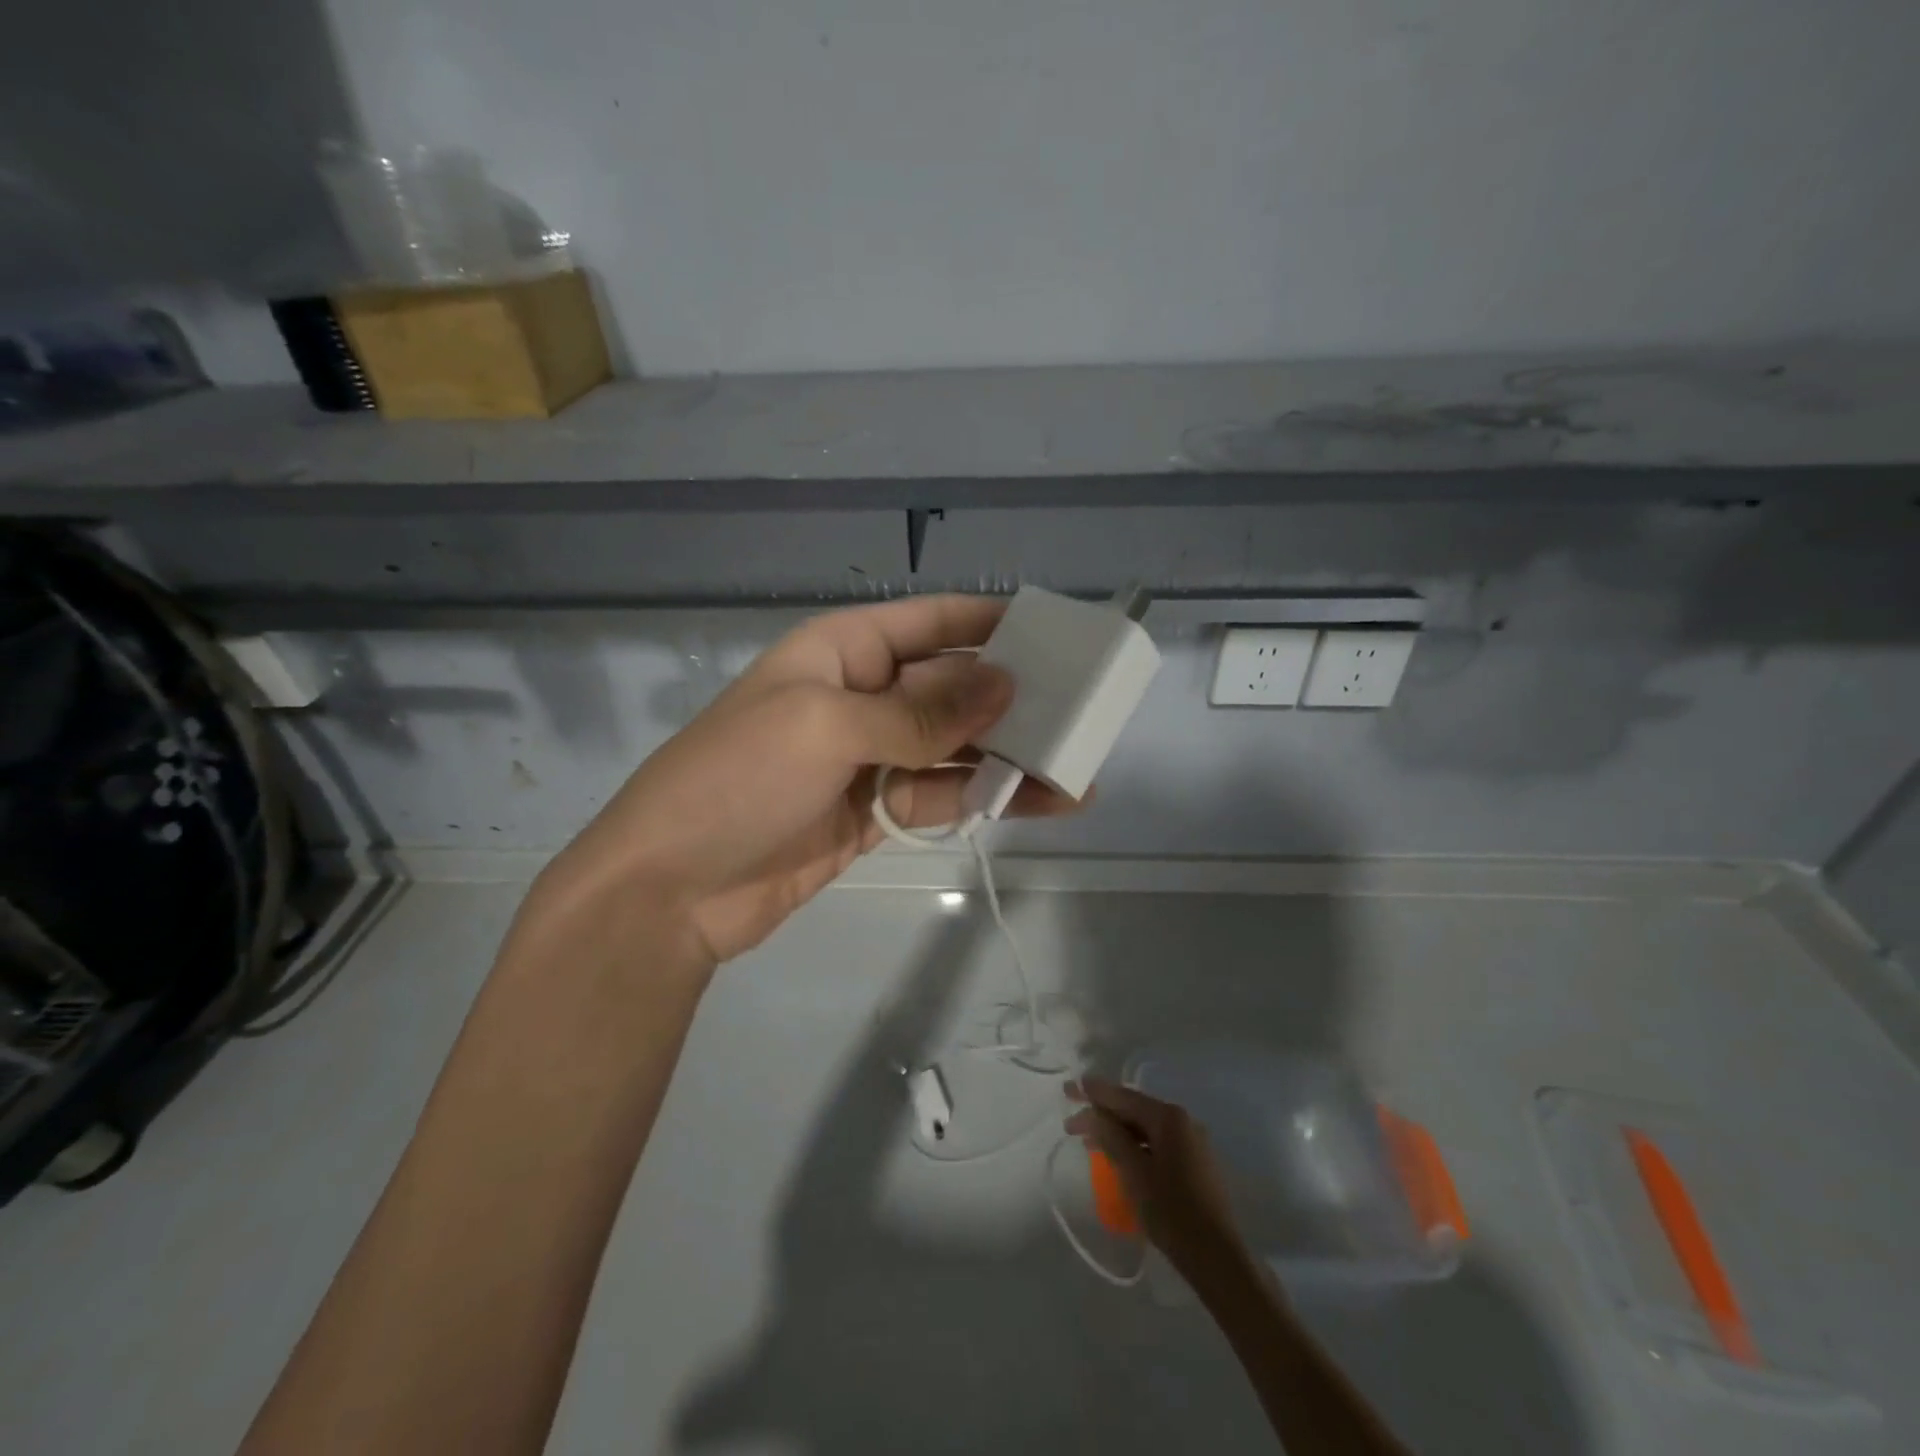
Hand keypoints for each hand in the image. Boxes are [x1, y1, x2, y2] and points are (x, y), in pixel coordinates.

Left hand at [532, 594, 1077, 965]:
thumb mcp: (828, 725)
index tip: (1057, 634)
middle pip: (951, 686)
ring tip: (1076, 770)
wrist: (670, 890)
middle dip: (1012, 697)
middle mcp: (860, 696)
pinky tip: (1037, 803)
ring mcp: (869, 758)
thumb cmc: (738, 780)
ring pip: (954, 747)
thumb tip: (1007, 684)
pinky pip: (940, 795)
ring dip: (1009, 756)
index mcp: (841, 651)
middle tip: (1082, 712)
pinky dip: (983, 798)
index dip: (991, 623)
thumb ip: (921, 711)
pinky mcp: (875, 813)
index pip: (930, 622)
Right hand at [1066, 1077, 1255, 1285]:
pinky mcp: (1194, 1164)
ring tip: (1089, 1141)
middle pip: (1134, 1110)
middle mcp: (1183, 1122)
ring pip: (1145, 1128)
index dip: (1093, 1092)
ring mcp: (1192, 1143)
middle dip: (1102, 1114)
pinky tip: (1118, 1157)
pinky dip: (1134, 1146)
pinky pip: (1157, 1144)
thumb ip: (1110, 1136)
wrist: (1217, 1258)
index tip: (1068, 1088)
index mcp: (1169, 1117)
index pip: (1123, 1097)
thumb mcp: (1133, 1171)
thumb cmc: (1172, 1211)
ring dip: (1116, 1132)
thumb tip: (1091, 1112)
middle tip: (1072, 1122)